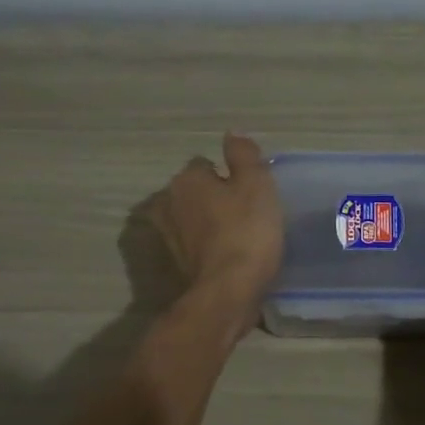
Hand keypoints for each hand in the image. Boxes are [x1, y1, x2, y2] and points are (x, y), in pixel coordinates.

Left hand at [150, 133, 284, 331]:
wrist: (228, 292)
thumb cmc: (247, 231)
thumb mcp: (257, 184)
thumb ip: (244, 155)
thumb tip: (232, 133)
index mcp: (186, 179)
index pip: (206, 165)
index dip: (229, 176)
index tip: (249, 192)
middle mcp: (168, 203)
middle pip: (195, 191)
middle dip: (214, 198)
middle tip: (246, 213)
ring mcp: (168, 236)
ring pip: (192, 219)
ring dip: (208, 223)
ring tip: (238, 236)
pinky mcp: (174, 264)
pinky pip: (193, 245)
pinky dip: (205, 247)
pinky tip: (227, 256)